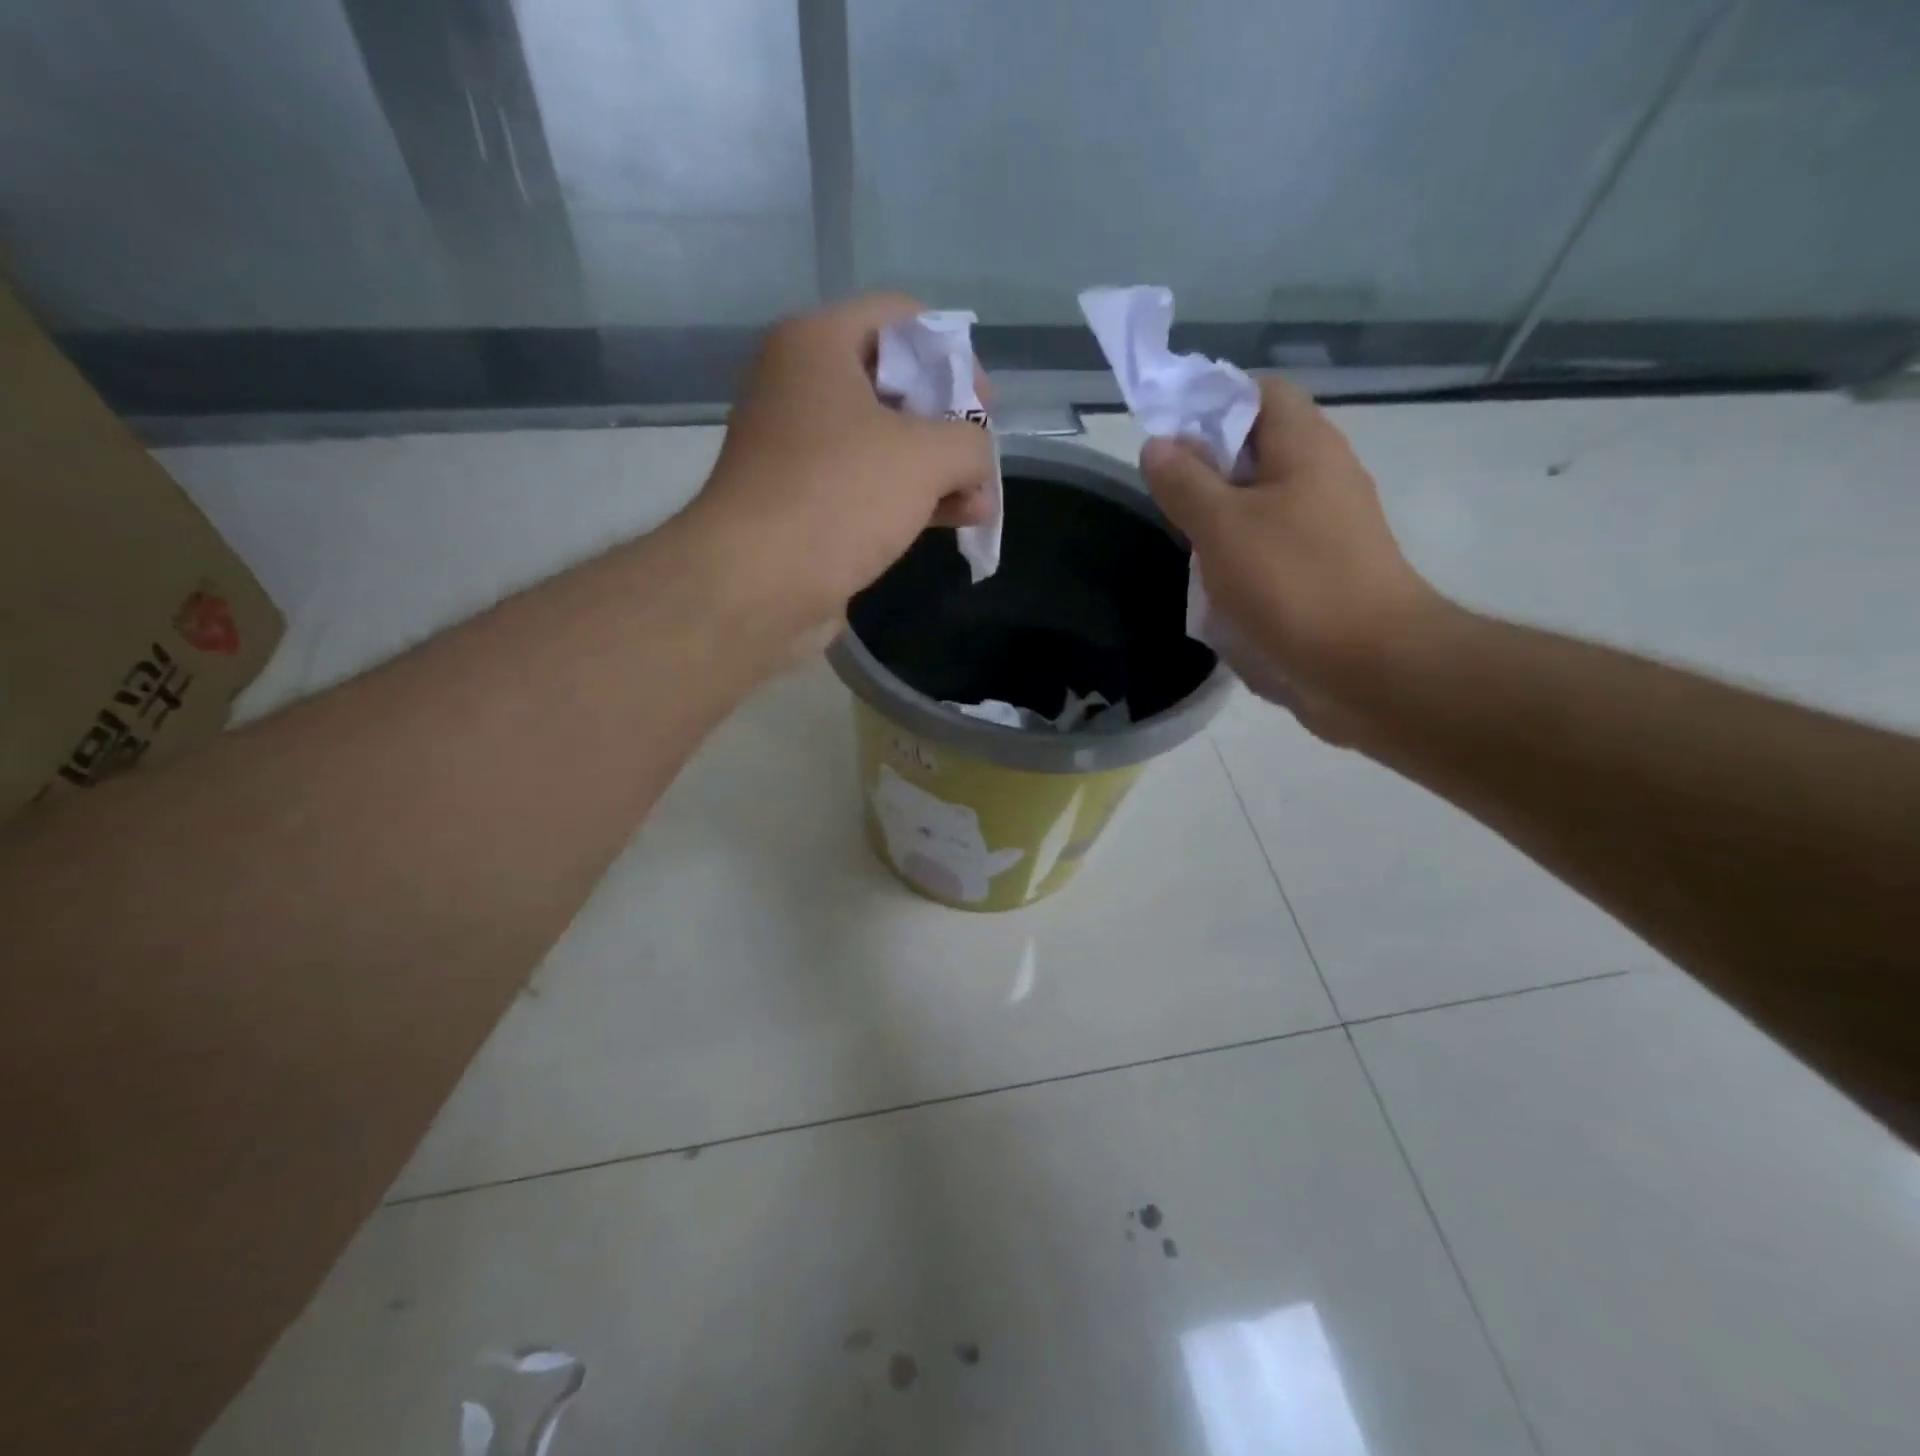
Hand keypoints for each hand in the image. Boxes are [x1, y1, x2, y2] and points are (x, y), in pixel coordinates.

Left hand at [690, 294, 995, 636]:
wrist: (756, 584)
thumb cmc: (840, 496)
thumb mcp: (928, 456)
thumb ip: (971, 442)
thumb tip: (977, 462)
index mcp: (818, 344)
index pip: (903, 319)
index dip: (955, 356)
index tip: (985, 408)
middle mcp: (800, 385)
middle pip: (896, 384)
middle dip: (950, 425)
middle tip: (981, 462)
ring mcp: (797, 447)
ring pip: (884, 442)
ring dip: (936, 471)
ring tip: (979, 506)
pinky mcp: (800, 500)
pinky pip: (864, 484)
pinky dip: (907, 498)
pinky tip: (950, 523)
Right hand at [1138, 378, 1443, 724]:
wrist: (1369, 664)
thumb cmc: (1292, 582)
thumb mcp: (1222, 526)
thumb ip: (1185, 482)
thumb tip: (1157, 444)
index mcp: (1306, 447)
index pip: (1261, 392)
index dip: (1212, 401)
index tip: (1169, 436)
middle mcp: (1324, 475)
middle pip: (1259, 447)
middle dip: (1208, 465)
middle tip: (1170, 496)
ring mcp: (1329, 525)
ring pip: (1263, 500)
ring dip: (1221, 516)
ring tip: (1187, 544)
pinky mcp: (1325, 568)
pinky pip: (1274, 543)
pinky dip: (1242, 553)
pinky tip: (1217, 584)